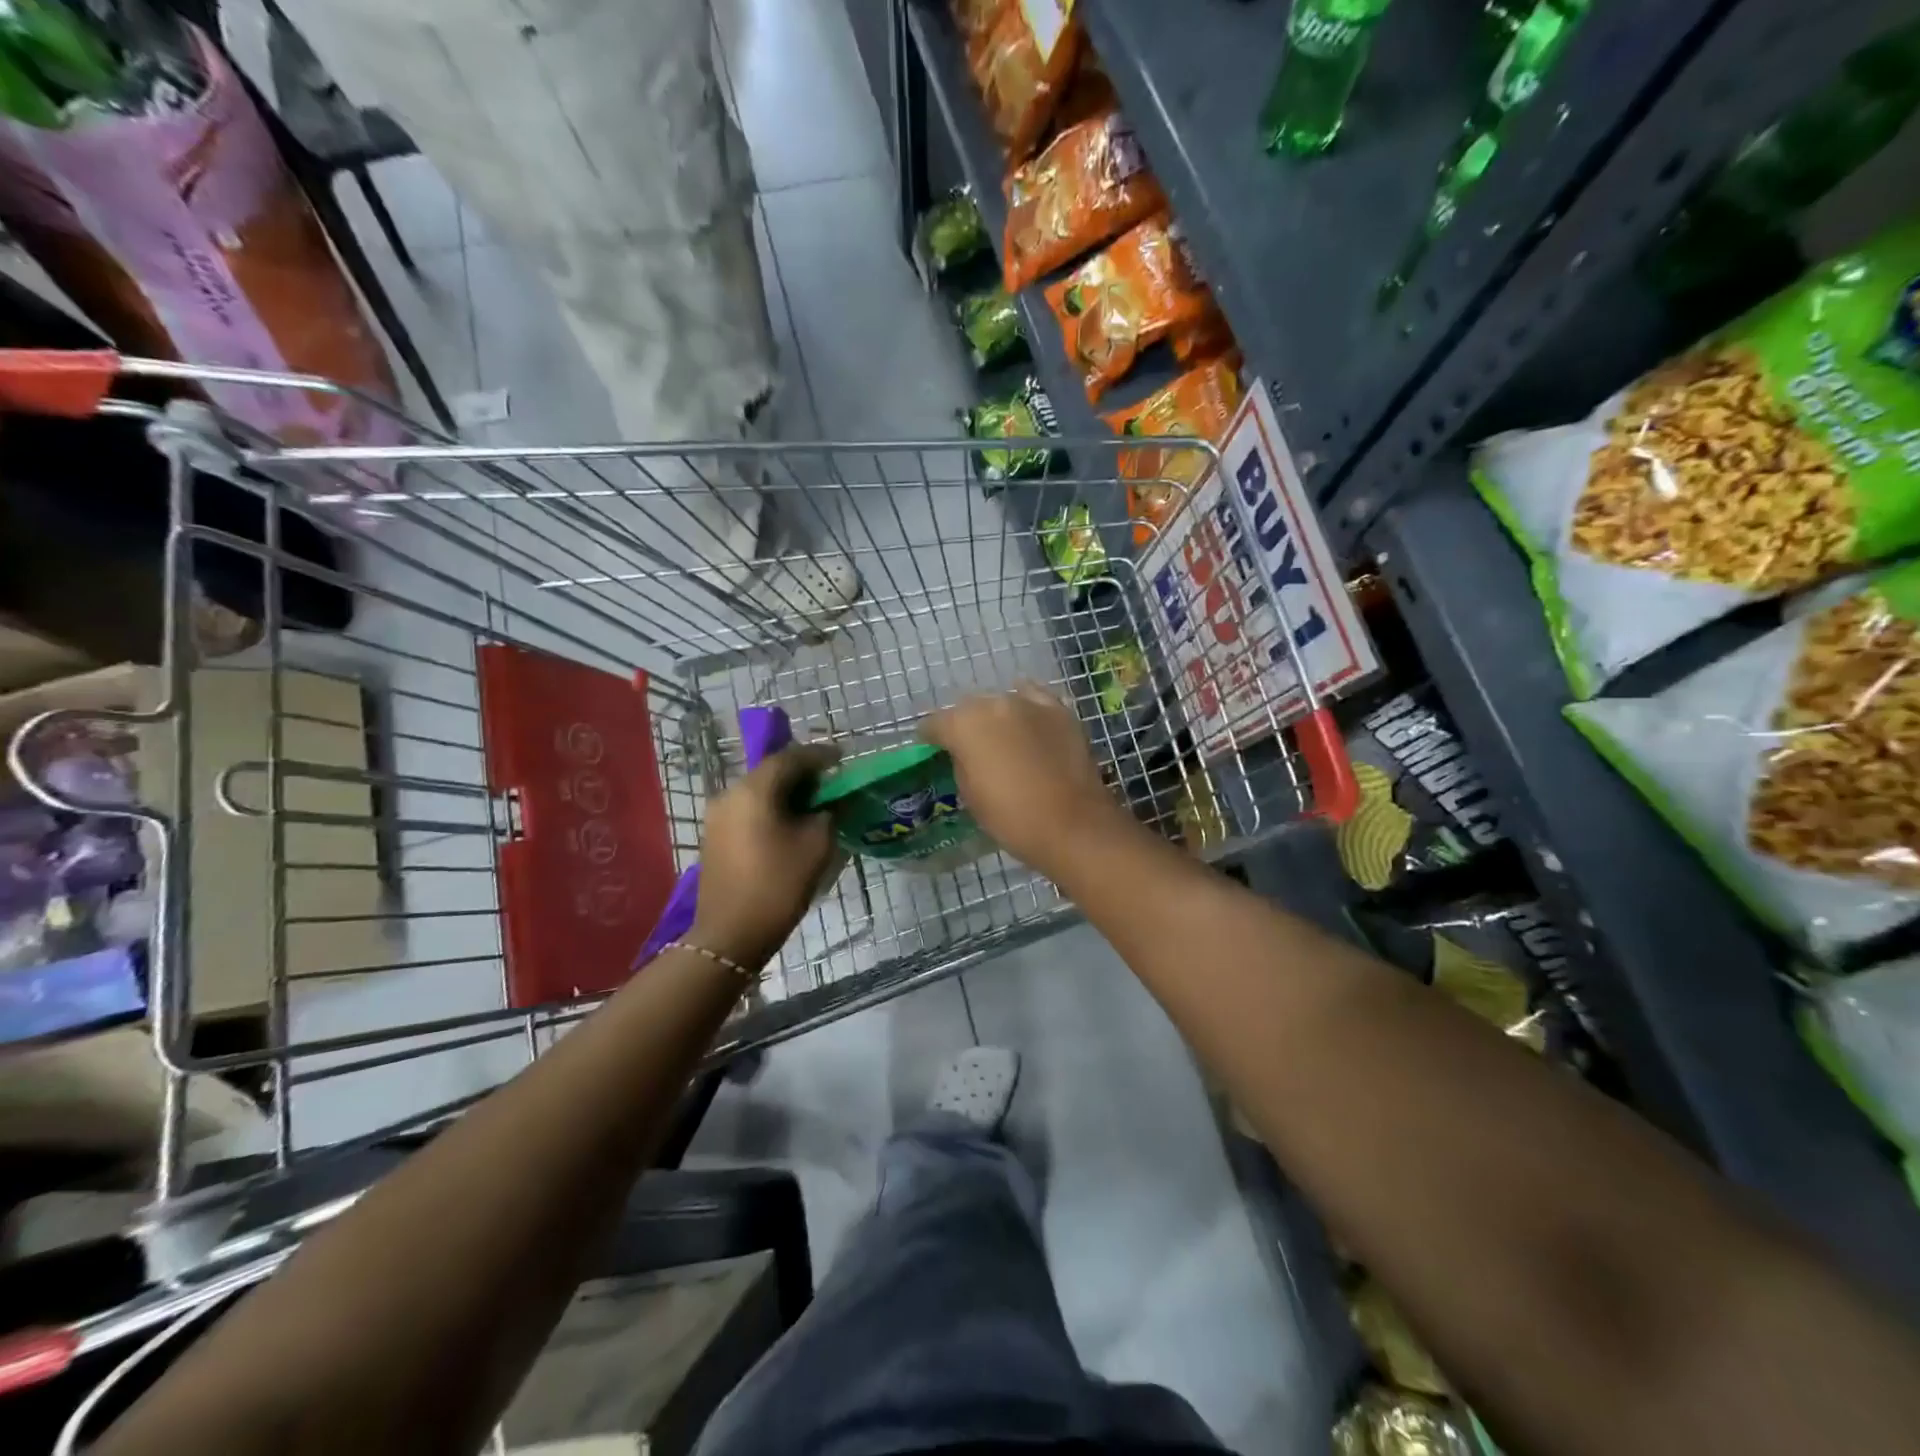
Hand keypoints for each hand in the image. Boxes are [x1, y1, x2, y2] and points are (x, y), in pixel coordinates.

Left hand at [690, 743, 841, 965]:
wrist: (730, 935)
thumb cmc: (778, 885)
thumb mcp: (816, 845)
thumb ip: (830, 813)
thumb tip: (834, 801)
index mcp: (754, 790)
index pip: (790, 758)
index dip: (819, 756)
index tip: (842, 759)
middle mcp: (730, 794)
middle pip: (771, 772)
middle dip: (803, 774)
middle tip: (832, 783)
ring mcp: (718, 816)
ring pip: (759, 791)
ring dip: (787, 793)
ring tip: (815, 805)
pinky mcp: (715, 837)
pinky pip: (749, 810)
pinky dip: (772, 808)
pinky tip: (791, 824)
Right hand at [922, 683, 1125, 874]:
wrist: (1072, 825)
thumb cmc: (1011, 818)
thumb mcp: (970, 794)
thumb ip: (961, 762)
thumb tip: (965, 753)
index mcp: (964, 724)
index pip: (935, 723)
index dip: (931, 738)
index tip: (933, 750)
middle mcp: (994, 703)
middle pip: (969, 707)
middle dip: (965, 724)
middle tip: (969, 748)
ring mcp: (1031, 703)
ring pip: (1002, 700)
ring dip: (997, 716)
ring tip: (1001, 737)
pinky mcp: (1061, 711)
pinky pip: (1035, 701)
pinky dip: (1027, 711)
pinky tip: (1028, 724)